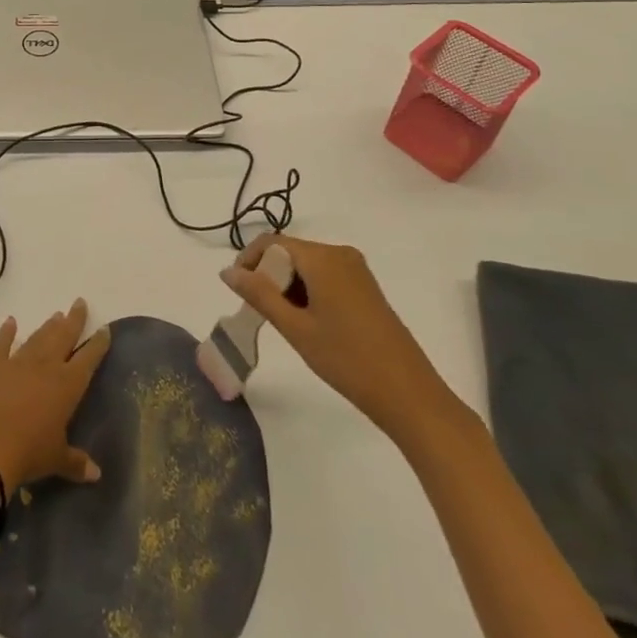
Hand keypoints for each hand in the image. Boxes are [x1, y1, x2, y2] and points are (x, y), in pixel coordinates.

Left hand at [0, 299, 110, 492]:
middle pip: (64, 336)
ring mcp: (18, 361)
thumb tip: (97, 474)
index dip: (98, 344)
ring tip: (56, 315)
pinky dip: (6, 332)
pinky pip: (1, 343)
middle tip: (79, 303)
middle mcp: (46, 366)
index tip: (104, 329)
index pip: (89, 358)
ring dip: (47, 327)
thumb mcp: (56, 460)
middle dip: (74, 320)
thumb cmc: (29, 453)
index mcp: (67, 385)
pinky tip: (10, 322)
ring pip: (38, 338)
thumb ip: (76, 462)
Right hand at [223, 233, 466, 444]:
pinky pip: (325, 277)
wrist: (409, 395)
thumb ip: (259, 295)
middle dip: (269, 276)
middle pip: (290, 252)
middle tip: (259, 312)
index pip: (272, 242)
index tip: (237, 291)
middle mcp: (340, 254)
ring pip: (307, 266)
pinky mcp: (366, 288)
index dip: (248, 260)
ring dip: (288, 286)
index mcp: (323, 258)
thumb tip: (227, 272)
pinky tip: (308, 323)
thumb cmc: (347, 360)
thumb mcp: (296, 328)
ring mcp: (356, 270)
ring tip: (284, 322)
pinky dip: (308, 292)